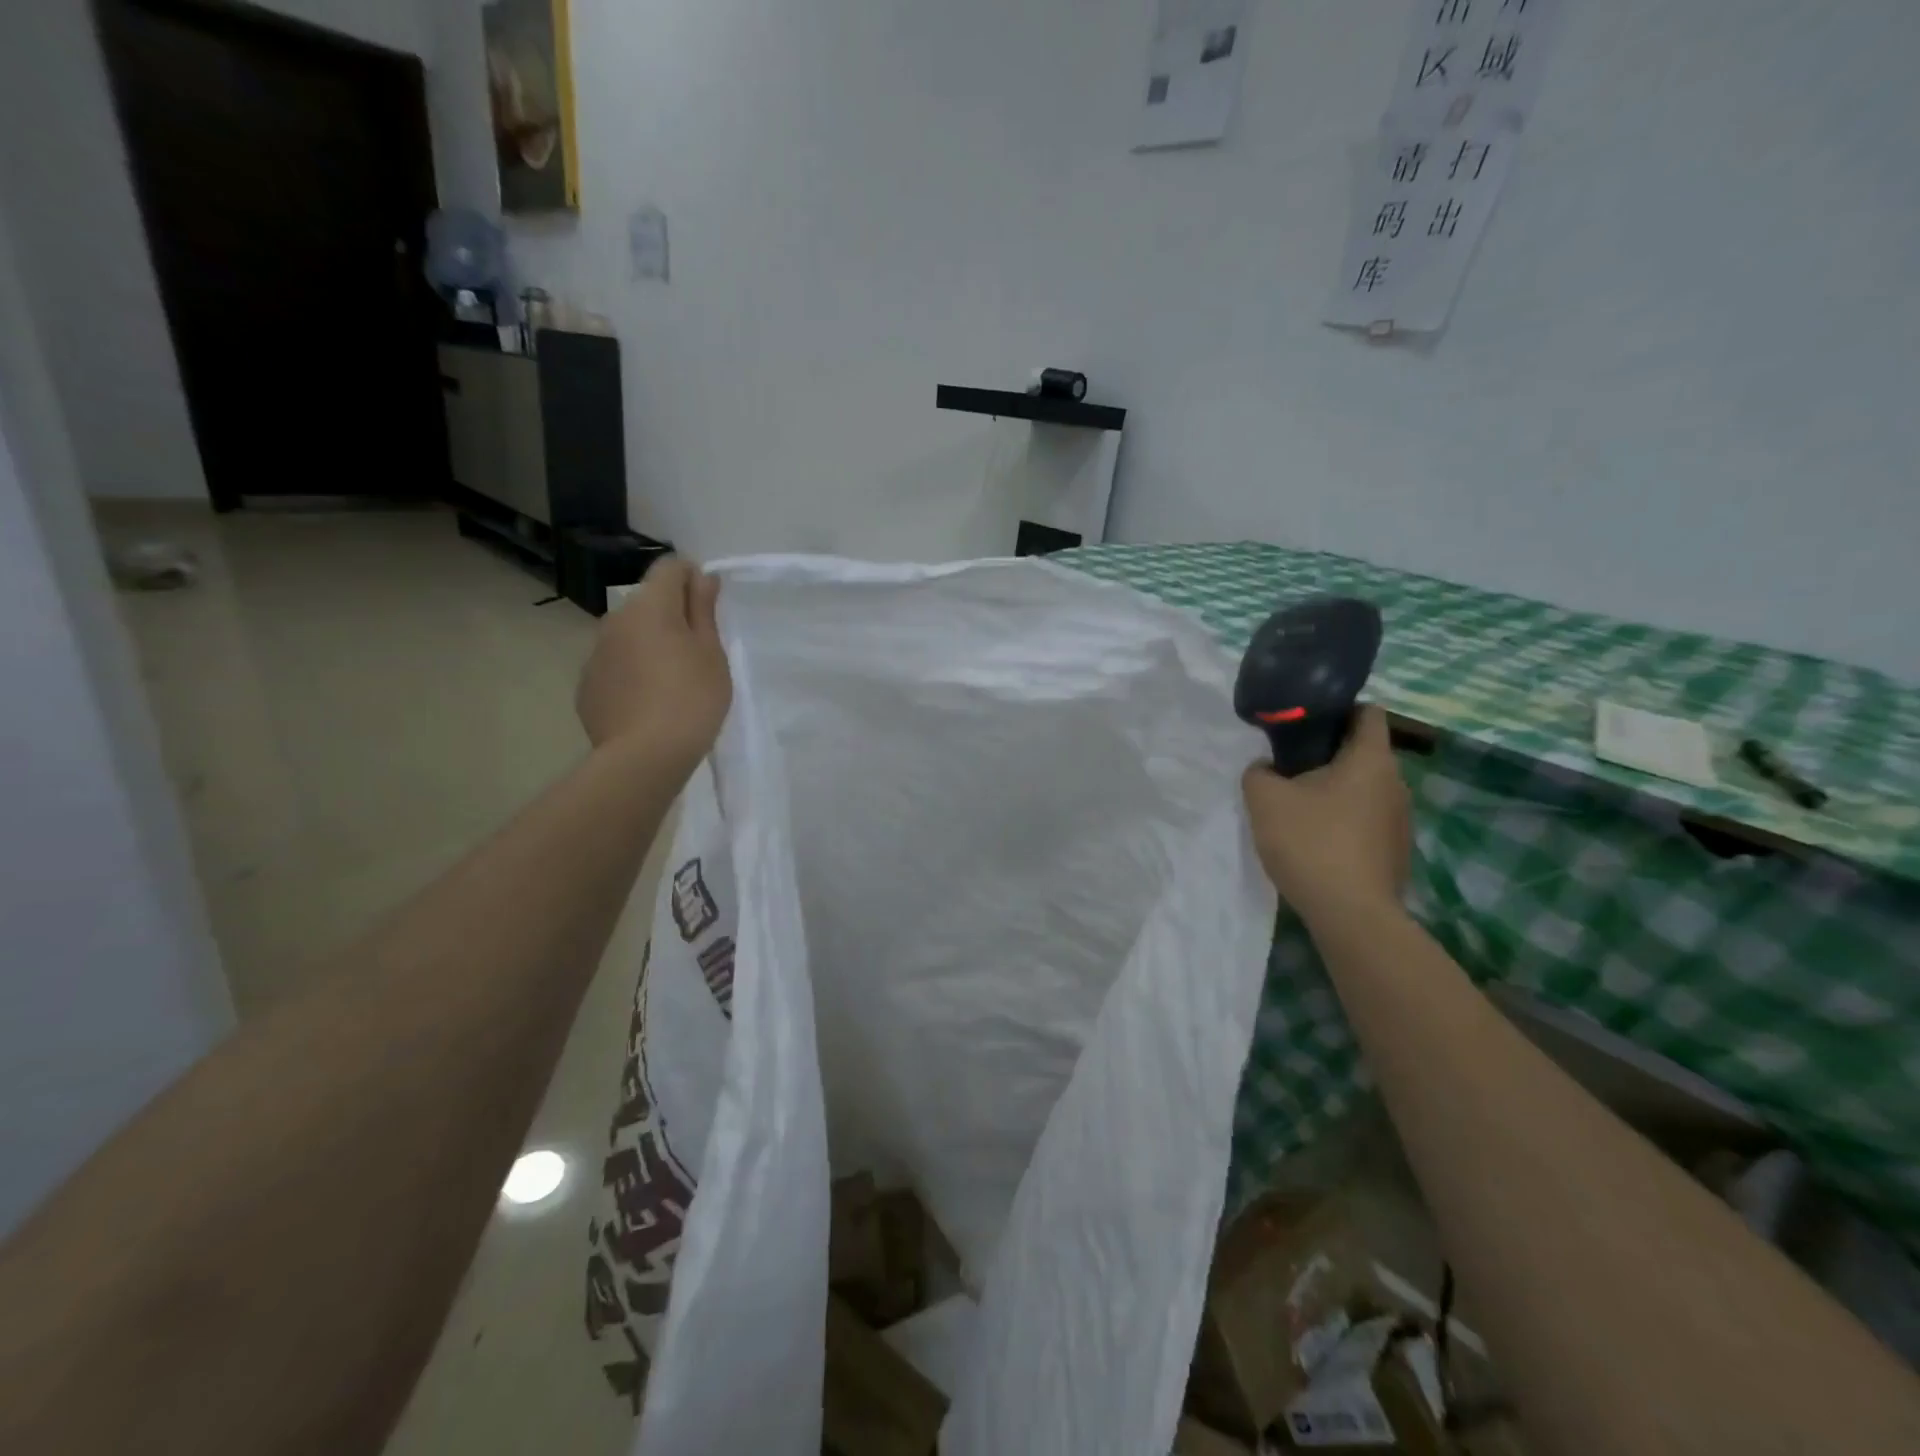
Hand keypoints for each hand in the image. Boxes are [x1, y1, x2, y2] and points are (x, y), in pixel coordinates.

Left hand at [577, 558, 730, 766]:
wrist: (644, 757)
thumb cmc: (691, 699)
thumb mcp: (711, 653)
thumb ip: (703, 610)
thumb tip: (702, 576)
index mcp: (650, 606)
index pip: (669, 567)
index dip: (692, 579)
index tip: (708, 609)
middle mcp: (616, 619)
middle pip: (648, 602)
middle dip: (670, 616)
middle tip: (696, 653)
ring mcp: (595, 653)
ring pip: (628, 635)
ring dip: (649, 645)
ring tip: (670, 682)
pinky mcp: (586, 685)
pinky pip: (614, 666)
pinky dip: (631, 673)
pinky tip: (647, 703)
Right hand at [1242, 706, 1410, 927]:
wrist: (1351, 915)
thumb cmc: (1311, 842)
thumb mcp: (1264, 799)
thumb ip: (1259, 772)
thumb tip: (1268, 769)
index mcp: (1371, 759)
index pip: (1366, 712)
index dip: (1336, 709)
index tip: (1304, 723)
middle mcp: (1396, 783)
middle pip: (1362, 753)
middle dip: (1327, 755)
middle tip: (1288, 767)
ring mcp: (1401, 820)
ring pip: (1364, 789)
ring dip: (1334, 791)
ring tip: (1298, 808)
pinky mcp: (1396, 852)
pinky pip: (1366, 821)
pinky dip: (1343, 822)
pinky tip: (1316, 842)